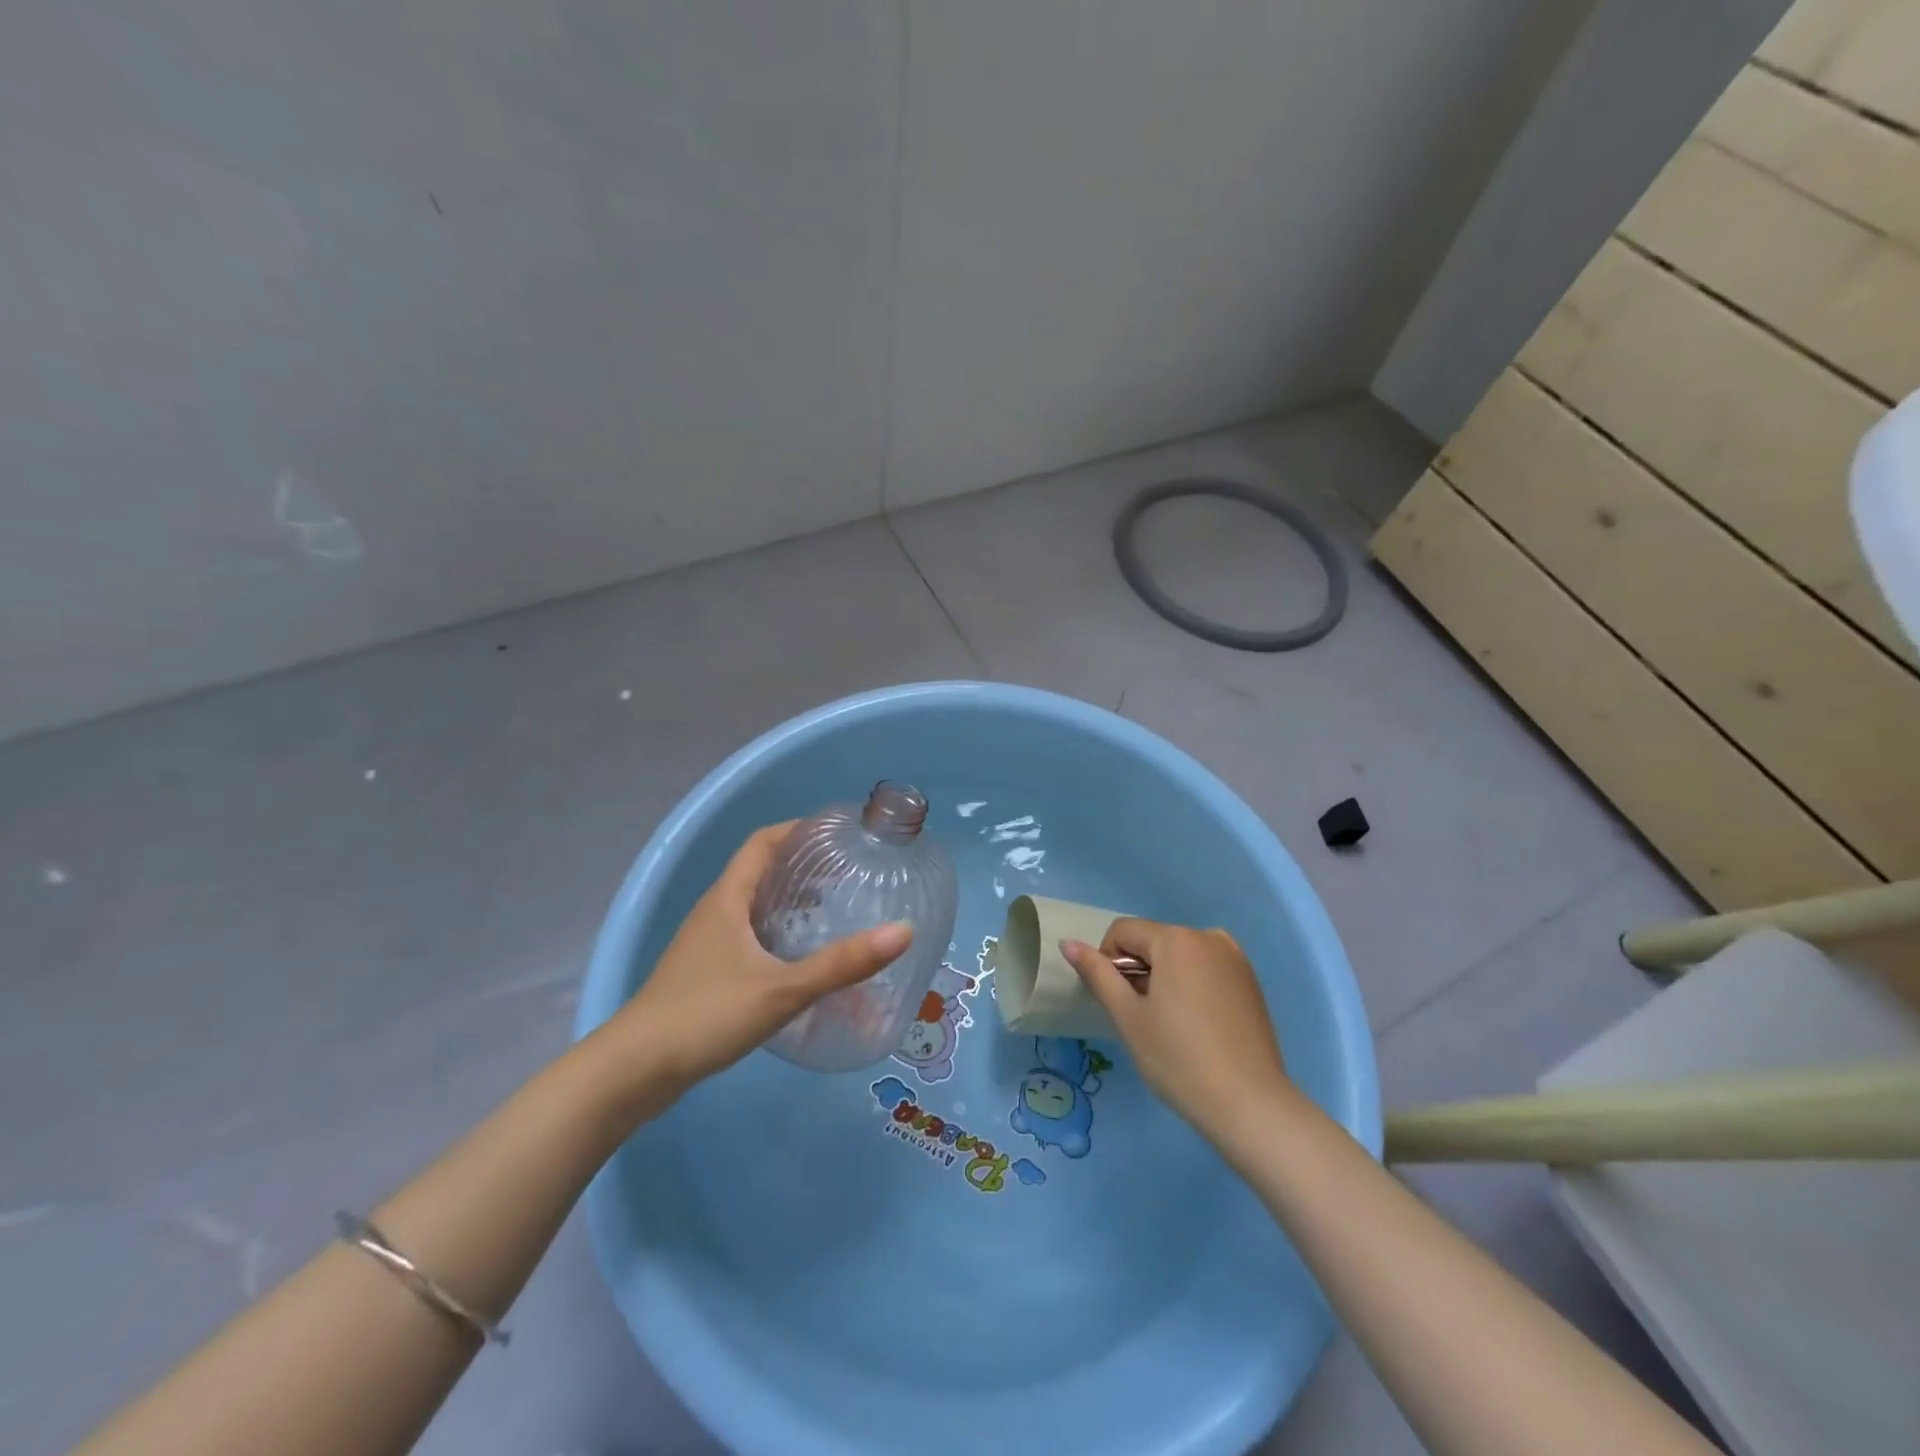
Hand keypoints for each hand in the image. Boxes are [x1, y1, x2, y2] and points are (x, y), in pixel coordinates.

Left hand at [603, 823, 911, 1099]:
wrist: (633, 1072)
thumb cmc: (705, 1016)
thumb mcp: (781, 990)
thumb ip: (841, 964)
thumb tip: (902, 932)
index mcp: (728, 897)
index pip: (763, 841)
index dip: (799, 829)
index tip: (838, 832)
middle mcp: (715, 911)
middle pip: (761, 870)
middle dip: (803, 866)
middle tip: (849, 873)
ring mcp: (706, 943)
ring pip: (755, 905)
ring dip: (791, 901)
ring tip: (833, 910)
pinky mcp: (705, 973)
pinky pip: (749, 936)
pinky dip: (778, 933)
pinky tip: (799, 960)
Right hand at [1061, 919, 1293, 1146]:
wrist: (1250, 1105)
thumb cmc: (1178, 1059)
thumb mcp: (1128, 1016)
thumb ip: (1097, 974)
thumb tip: (1068, 943)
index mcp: (1176, 939)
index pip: (1123, 932)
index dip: (1109, 963)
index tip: (1120, 1004)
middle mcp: (1208, 936)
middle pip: (1153, 941)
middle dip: (1139, 971)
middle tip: (1145, 1019)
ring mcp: (1235, 958)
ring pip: (1179, 956)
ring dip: (1165, 978)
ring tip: (1172, 1025)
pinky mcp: (1250, 981)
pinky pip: (1205, 968)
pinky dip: (1191, 985)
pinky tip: (1198, 1026)